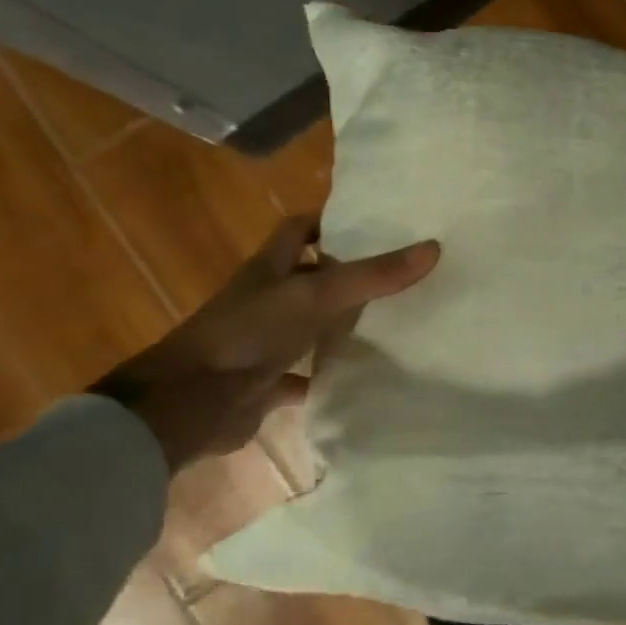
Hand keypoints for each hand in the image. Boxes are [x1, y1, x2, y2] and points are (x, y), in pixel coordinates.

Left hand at [97, 216, 439, 472]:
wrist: (191, 403)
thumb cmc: (249, 333)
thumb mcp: (318, 295)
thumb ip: (374, 275)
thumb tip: (434, 247)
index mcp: (271, 267)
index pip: (300, 228)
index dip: (333, 221)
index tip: (377, 222)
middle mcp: (266, 298)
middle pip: (311, 275)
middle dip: (350, 272)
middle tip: (401, 271)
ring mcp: (264, 341)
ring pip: (311, 324)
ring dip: (342, 324)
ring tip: (395, 319)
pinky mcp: (265, 381)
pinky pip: (305, 374)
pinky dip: (329, 375)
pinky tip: (365, 376)